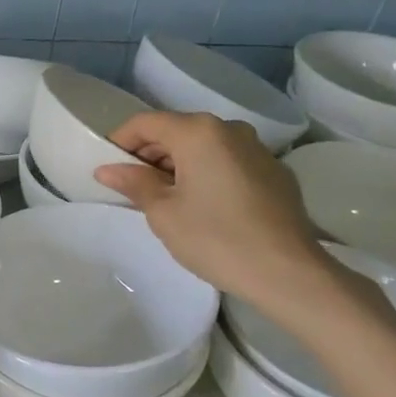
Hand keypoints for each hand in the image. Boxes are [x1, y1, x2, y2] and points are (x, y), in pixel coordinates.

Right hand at [94, 111, 335, 317]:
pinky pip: (228, 162)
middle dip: (149, 153)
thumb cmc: (215, 238)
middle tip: (132, 186)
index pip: (146, 123)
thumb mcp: (163, 212)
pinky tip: (204, 206)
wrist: (288, 273)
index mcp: (198, 132)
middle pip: (176, 130)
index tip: (107, 167)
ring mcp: (257, 149)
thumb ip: (134, 183)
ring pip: (204, 146)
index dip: (120, 141)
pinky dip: (207, 173)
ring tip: (166, 198)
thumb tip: (107, 169)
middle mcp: (229, 129)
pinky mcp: (275, 172)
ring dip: (179, 164)